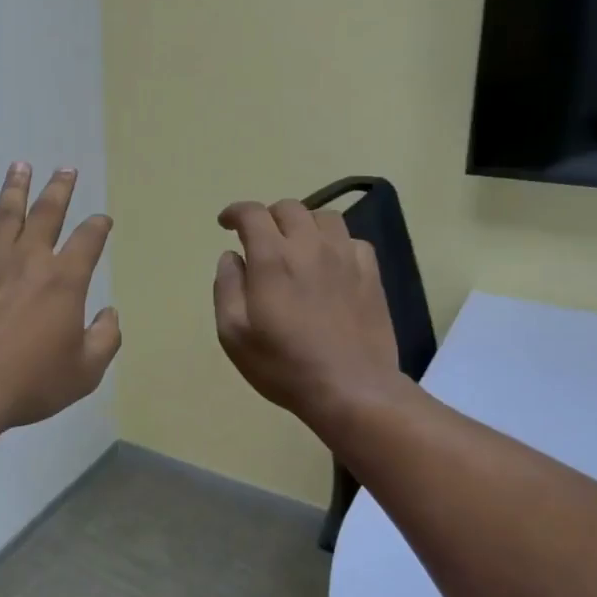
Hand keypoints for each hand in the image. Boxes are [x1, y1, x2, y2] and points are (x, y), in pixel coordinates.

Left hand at [0, 163, 120, 429]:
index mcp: (64, 280)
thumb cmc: (30, 381)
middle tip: (66, 169)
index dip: (98, 227)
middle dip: (59, 189)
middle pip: (47, 213)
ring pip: (7, 214)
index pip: (88, 241)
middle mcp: (29, 261)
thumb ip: (104, 339)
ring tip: (21, 166)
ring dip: (17, 188)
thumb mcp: (84, 371)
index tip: (102, 220)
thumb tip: (109, 315)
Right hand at [213, 199, 401, 428]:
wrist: (350, 388)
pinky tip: (330, 263)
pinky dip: (335, 243)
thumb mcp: (234, 334)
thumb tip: (232, 256)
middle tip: (260, 240)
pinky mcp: (370, 274)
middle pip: (289, 208)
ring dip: (304, 223)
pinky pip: (353, 240)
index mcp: (273, 258)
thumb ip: (227, 287)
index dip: (235, 212)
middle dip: (268, 217)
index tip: (226, 224)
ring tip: (296, 245)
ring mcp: (345, 257)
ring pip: (325, 217)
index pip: (252, 214)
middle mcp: (310, 246)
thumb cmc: (283, 365)